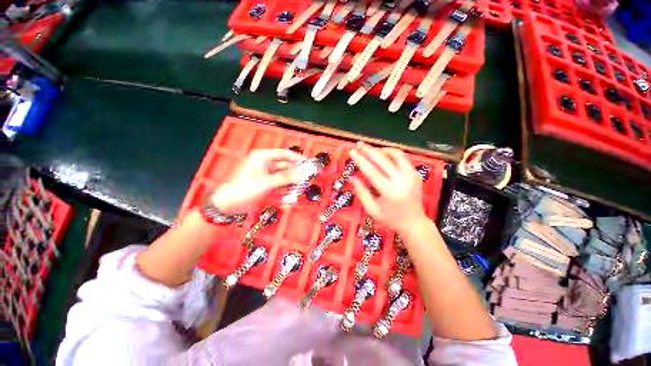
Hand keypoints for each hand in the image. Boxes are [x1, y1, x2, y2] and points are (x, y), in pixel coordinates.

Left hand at [211, 149, 302, 213]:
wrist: (230, 203)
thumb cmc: (245, 189)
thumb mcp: (267, 182)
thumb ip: (286, 178)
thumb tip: (302, 174)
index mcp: (263, 157)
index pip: (284, 154)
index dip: (297, 158)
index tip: (308, 163)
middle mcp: (266, 163)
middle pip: (285, 165)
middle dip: (296, 171)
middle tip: (308, 177)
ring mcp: (266, 173)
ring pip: (283, 174)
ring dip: (292, 179)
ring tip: (303, 185)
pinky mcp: (267, 182)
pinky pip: (280, 182)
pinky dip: (286, 185)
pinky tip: (293, 190)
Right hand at [349, 142, 428, 233]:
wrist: (414, 222)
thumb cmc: (390, 219)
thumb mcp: (372, 209)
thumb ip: (361, 192)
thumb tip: (351, 176)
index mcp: (390, 192)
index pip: (372, 171)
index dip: (361, 160)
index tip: (352, 151)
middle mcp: (403, 181)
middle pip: (383, 160)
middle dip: (369, 150)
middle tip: (359, 144)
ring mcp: (412, 176)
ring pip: (396, 154)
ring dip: (381, 149)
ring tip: (370, 149)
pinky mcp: (416, 174)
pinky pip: (403, 158)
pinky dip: (391, 154)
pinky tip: (383, 154)